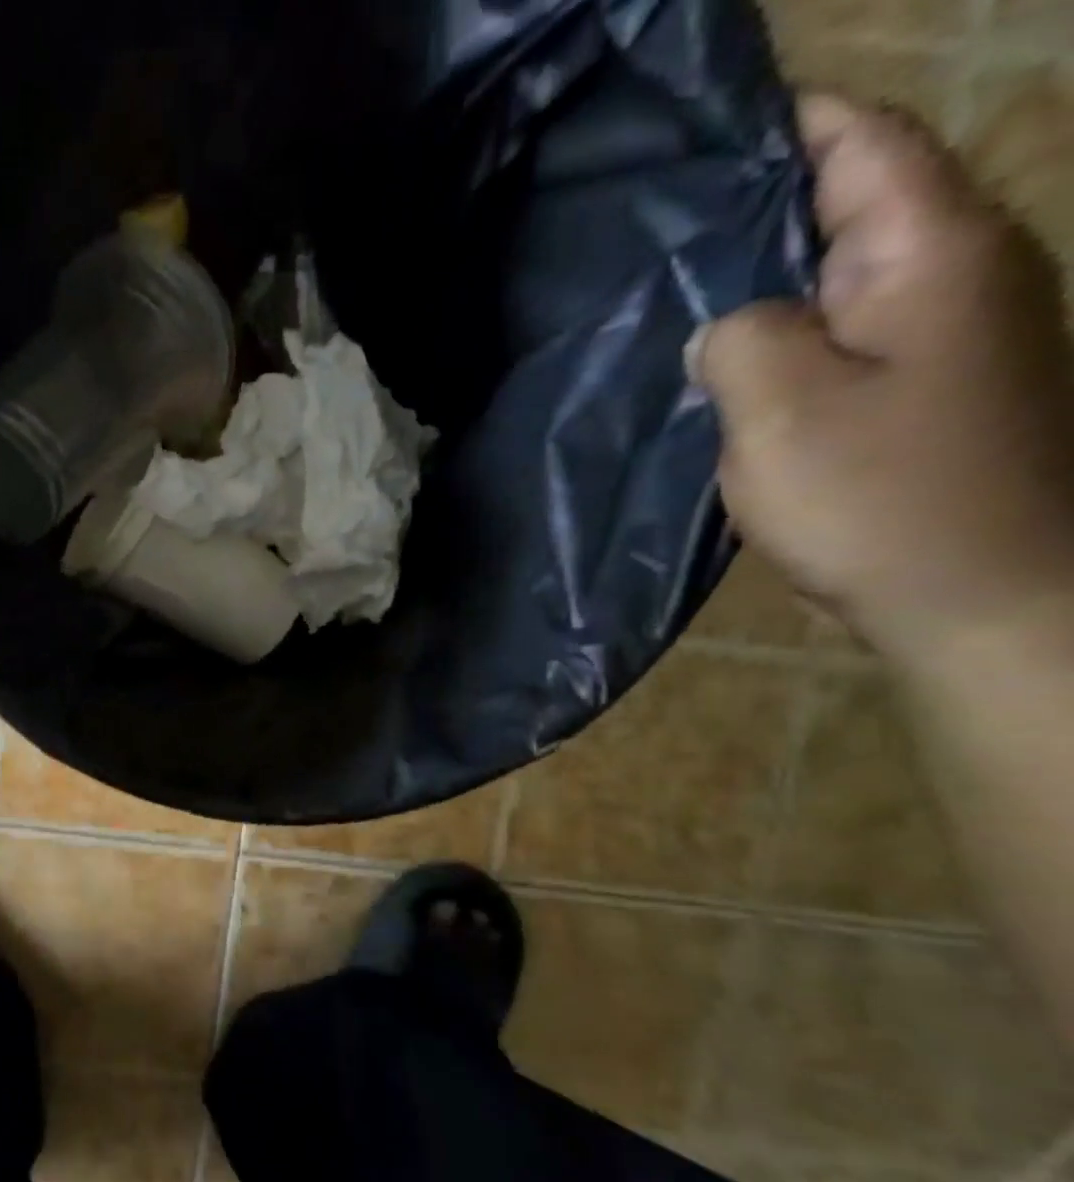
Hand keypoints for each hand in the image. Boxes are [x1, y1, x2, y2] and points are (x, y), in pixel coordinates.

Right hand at [689, 95, 1073, 666]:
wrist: (981, 595)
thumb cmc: (881, 497)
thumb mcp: (782, 412)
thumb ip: (739, 340)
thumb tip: (724, 325)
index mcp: (932, 255)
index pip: (866, 145)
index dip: (796, 121)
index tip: (718, 121)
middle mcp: (955, 274)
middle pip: (855, 204)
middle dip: (765, 202)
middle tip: (665, 220)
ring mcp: (947, 335)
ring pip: (842, 276)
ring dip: (768, 275)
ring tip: (679, 287)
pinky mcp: (924, 391)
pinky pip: (842, 335)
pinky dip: (784, 333)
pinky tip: (726, 361)